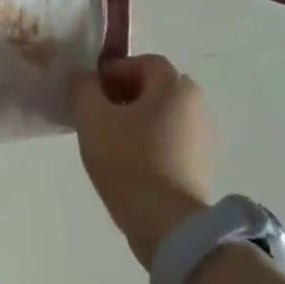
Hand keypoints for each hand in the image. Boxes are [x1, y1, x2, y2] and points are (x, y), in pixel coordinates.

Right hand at [70, 54, 212, 265]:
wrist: (165, 220)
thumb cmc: (127, 159)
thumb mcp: (91, 117)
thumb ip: (83, 88)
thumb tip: (84, 78)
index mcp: (174, 87)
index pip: (143, 62)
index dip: (114, 70)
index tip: (91, 92)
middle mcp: (195, 105)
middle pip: (155, 87)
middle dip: (123, 94)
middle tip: (96, 113)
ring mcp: (201, 136)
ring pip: (161, 114)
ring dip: (134, 118)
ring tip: (107, 139)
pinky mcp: (198, 163)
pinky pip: (168, 138)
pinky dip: (148, 140)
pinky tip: (126, 160)